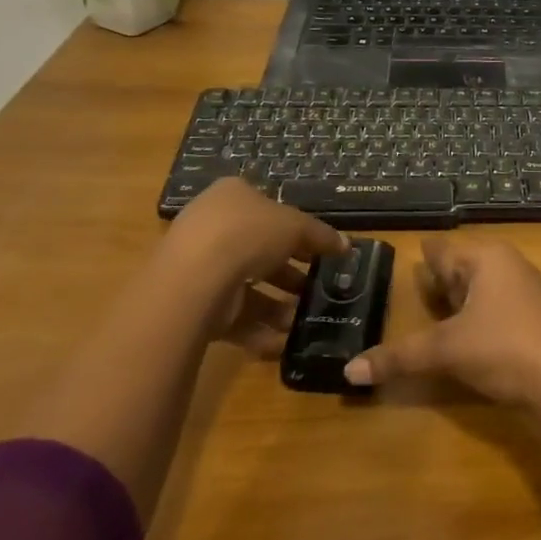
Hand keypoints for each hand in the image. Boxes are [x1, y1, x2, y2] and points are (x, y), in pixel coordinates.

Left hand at [154, 178, 347, 355]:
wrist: (195, 279)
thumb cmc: (248, 234)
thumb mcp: (296, 226)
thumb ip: (321, 236)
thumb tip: (345, 246)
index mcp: (233, 197)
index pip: (270, 210)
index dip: (297, 230)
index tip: (320, 251)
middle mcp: (213, 228)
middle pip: (260, 251)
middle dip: (290, 272)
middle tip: (316, 288)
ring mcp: (201, 267)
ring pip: (248, 287)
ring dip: (279, 306)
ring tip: (304, 319)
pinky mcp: (195, 305)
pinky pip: (234, 317)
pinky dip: (259, 331)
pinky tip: (283, 343)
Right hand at [345, 237, 540, 403]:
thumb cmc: (503, 348)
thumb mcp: (446, 351)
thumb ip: (399, 357)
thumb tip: (349, 371)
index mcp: (486, 258)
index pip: (443, 251)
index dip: (425, 255)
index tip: (411, 250)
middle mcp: (509, 265)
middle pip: (465, 267)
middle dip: (443, 279)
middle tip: (418, 284)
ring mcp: (529, 291)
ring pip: (485, 288)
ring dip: (463, 300)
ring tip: (440, 309)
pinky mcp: (540, 318)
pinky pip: (500, 307)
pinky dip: (481, 315)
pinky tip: (472, 333)